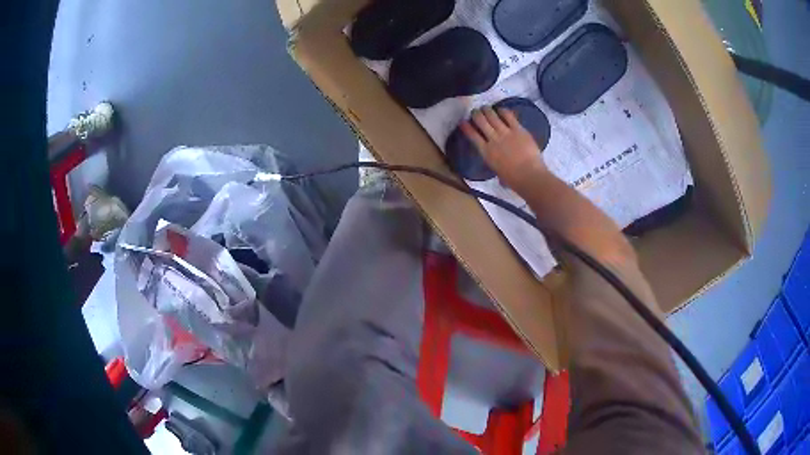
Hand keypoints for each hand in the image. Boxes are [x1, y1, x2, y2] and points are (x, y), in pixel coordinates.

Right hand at [461, 106, 548, 190]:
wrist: (529, 176)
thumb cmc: (513, 180)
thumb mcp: (497, 171)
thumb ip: (494, 162)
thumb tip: (496, 163)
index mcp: (486, 152)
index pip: (472, 136)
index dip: (466, 127)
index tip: (463, 122)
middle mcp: (493, 139)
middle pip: (481, 121)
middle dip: (476, 114)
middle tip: (476, 112)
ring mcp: (505, 133)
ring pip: (492, 116)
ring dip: (487, 110)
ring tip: (486, 108)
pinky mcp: (518, 129)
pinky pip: (508, 116)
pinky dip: (503, 111)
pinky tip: (501, 110)